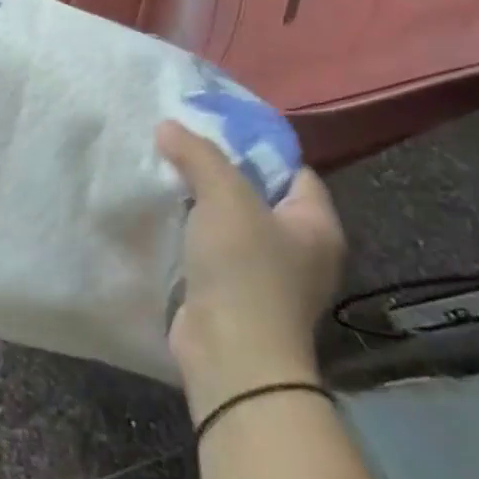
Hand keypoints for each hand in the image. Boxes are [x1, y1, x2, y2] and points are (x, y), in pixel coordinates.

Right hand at [158, 121, 345, 418]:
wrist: (230, 352)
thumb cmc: (244, 270)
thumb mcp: (225, 198)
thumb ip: (199, 155)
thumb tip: (169, 126)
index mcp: (316, 226)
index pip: (293, 171)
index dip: (256, 147)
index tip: (212, 130)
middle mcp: (300, 250)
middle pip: (258, 195)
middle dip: (220, 172)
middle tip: (179, 147)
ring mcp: (267, 275)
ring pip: (231, 222)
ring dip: (200, 203)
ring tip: (163, 174)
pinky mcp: (233, 293)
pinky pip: (212, 248)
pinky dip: (190, 231)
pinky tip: (162, 215)